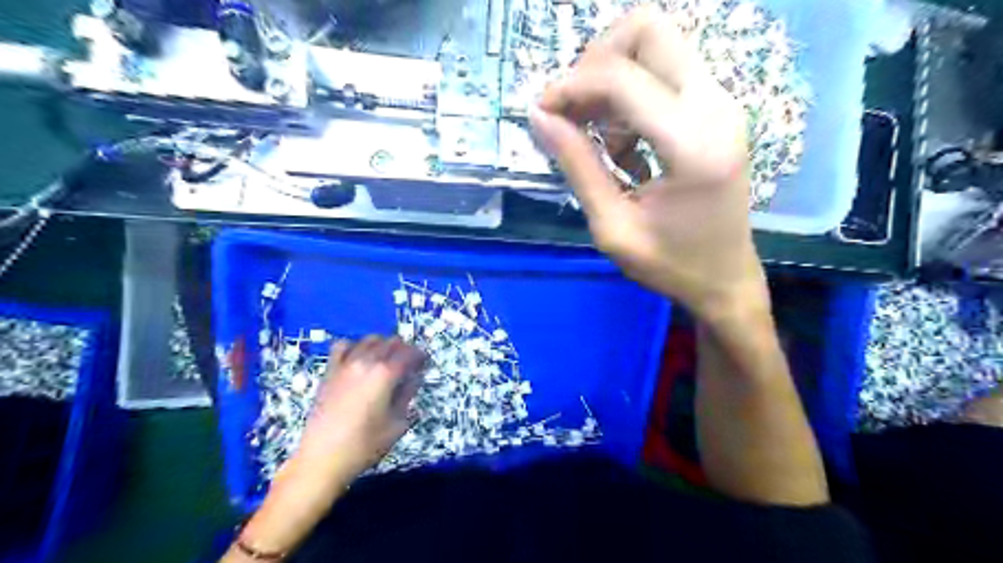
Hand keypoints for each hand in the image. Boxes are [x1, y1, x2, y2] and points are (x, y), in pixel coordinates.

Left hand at [295, 336, 424, 481]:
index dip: (420, 356)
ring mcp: (346, 364)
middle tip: (409, 363)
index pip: (409, 354)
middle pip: (391, 342)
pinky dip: (355, 346)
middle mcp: (367, 362)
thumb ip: (408, 395)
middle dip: (404, 349)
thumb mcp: (397, 424)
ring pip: (369, 339)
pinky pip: (343, 346)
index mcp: (386, 374)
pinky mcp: (330, 371)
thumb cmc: (364, 445)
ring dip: (382, 345)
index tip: (425, 363)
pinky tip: (359, 358)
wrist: (322, 458)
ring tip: (387, 359)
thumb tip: (414, 379)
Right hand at [533, 6, 768, 318]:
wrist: (725, 280)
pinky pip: (666, 72)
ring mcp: (721, 103)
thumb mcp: (612, 226)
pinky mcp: (717, 109)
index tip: (542, 112)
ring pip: (657, 44)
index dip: (571, 86)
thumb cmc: (670, 264)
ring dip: (612, 78)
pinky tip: (621, 142)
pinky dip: (631, 93)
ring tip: (594, 134)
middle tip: (573, 109)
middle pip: (648, 29)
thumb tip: (540, 117)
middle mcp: (715, 107)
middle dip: (595, 61)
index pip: (621, 77)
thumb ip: (577, 167)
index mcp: (692, 144)